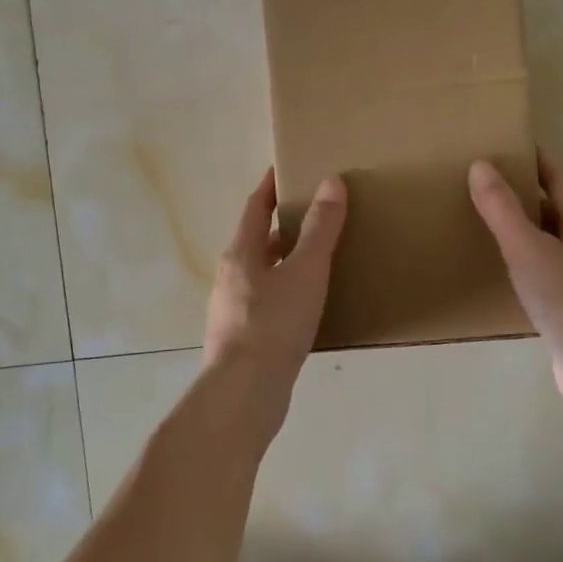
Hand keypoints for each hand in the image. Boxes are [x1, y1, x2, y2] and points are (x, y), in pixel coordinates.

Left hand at [202, 169, 347, 432]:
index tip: (285, 168)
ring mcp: (234, 310)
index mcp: (241, 253)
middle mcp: (231, 277)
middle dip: (283, 225)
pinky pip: (268, 302)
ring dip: (286, 261)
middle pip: (257, 241)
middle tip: (316, 214)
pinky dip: (287, 292)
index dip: (269, 187)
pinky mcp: (244, 338)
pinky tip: (310, 305)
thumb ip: (321, 229)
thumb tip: (331, 182)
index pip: (254, 208)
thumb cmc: (274, 324)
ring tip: (319, 258)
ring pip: (263, 273)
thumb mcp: (305, 272)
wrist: (244, 393)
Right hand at [469, 150, 562, 415]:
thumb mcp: (528, 250)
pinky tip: (503, 269)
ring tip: (484, 221)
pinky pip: (547, 267)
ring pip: (550, 237)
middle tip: (481, 182)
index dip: (532, 156)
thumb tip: (480, 165)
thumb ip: (502, 209)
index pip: (557, 174)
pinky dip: (525, 259)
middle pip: (554, 204)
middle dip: (522, 190)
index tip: (500, 144)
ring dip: (522, 226)